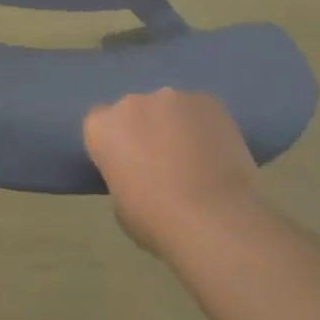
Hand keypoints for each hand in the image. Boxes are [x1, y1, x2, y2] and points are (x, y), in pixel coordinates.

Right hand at [84, 89, 261, 254]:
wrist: (216, 219)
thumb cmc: (158, 222)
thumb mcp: (122, 208)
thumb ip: (124, 178)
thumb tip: (141, 176)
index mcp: (102, 128)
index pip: (100, 125)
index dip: (114, 143)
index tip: (127, 165)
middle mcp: (131, 103)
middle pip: (134, 111)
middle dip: (145, 130)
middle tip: (163, 163)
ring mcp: (171, 97)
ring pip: (170, 109)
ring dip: (176, 126)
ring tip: (197, 159)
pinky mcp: (207, 100)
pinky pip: (200, 111)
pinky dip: (205, 127)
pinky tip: (218, 153)